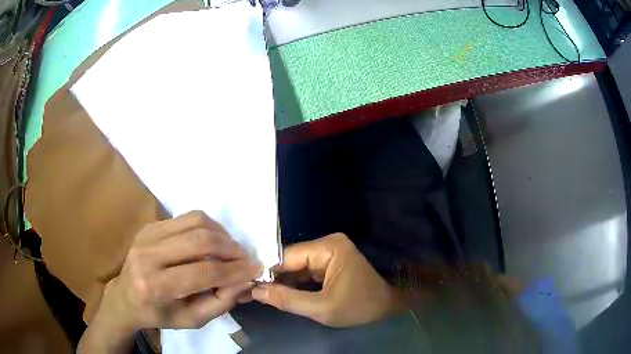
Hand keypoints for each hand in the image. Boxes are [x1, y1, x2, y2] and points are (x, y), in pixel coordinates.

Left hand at [97, 211, 261, 332]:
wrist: (125, 297)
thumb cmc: (159, 314)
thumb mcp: (192, 320)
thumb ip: (220, 302)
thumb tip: (244, 280)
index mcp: (155, 287)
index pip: (202, 273)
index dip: (234, 270)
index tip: (256, 269)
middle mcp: (148, 256)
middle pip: (199, 241)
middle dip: (231, 248)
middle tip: (246, 257)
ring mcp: (147, 235)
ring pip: (194, 221)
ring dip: (221, 233)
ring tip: (231, 248)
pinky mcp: (150, 225)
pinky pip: (186, 217)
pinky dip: (207, 226)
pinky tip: (213, 241)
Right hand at [251, 233, 403, 327]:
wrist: (387, 308)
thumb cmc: (358, 307)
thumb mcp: (321, 308)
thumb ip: (287, 300)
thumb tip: (255, 290)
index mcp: (328, 247)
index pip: (287, 256)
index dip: (266, 271)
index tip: (245, 284)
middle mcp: (326, 244)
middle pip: (290, 260)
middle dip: (272, 277)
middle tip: (249, 291)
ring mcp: (328, 253)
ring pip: (295, 267)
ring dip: (280, 281)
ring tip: (257, 293)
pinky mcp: (329, 263)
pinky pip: (304, 272)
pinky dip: (292, 284)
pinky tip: (276, 293)